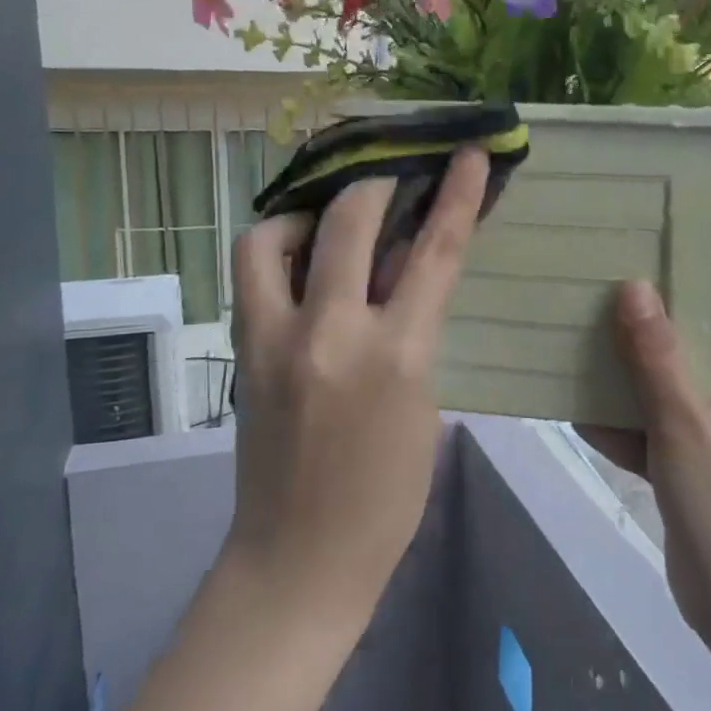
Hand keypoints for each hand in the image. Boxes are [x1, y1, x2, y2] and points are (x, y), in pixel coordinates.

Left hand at [223, 149, 487, 612]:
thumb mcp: (424, 404)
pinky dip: (277, 254)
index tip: (469, 154)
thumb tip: (400, 276)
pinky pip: (251, 276)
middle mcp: (331, 332)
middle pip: (350, 219)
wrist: (301, 557)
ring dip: (305, 216)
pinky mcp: (241, 352)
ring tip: (327, 228)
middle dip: (376, 185)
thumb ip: (413, 331)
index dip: (457, 195)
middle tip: (390, 183)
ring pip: (271, 236)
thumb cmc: (387, 495)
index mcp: (398, 354)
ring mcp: (274, 339)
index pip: (434, 252)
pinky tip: (300, 268)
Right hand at [581, 251, 710, 644]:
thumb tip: (634, 287)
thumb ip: (659, 360)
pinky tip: (575, 395)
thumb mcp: (689, 430)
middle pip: (704, 328)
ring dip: (632, 355)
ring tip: (586, 313)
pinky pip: (650, 420)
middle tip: (617, 256)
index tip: (692, 213)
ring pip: (670, 373)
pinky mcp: (687, 459)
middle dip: (664, 297)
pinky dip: (620, 412)